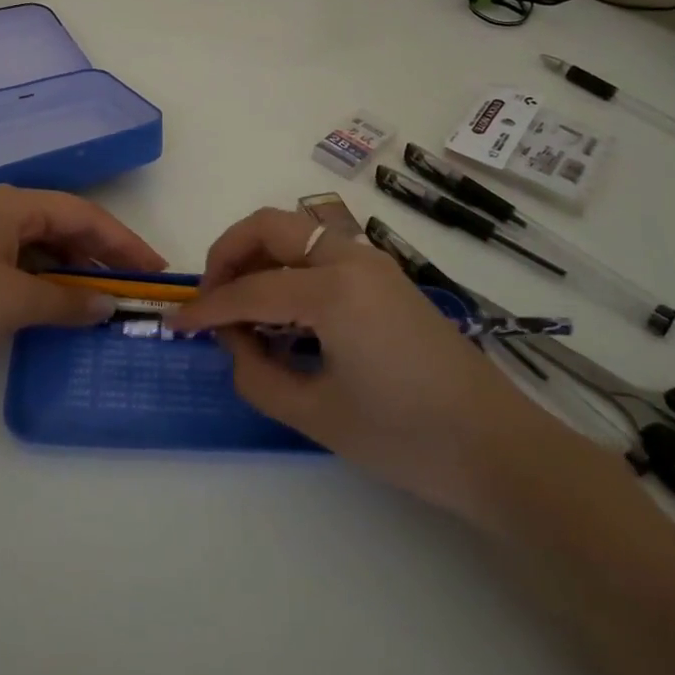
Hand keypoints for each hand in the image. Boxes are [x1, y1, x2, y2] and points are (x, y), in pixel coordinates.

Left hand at [0, 185, 165, 372]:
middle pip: (67, 226)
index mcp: (16, 205)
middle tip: (137, 286)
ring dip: (76, 270)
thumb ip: (67, 302)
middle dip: (104, 255)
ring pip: (45, 246)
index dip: (125, 242)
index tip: (157, 270)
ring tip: (106, 298)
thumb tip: (108, 305)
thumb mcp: (12, 302)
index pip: (85, 216)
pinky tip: (60, 303)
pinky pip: (23, 263)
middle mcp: (2, 211)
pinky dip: (48, 281)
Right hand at [173, 208, 560, 519]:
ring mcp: (373, 262)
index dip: (207, 308)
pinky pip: (322, 252)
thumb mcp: (319, 416)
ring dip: (260, 254)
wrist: (499, 449)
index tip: (176, 324)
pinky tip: (283, 310)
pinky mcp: (386, 277)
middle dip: (229, 252)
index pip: (250, 290)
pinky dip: (289, 266)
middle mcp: (351, 259)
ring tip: (241, 303)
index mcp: (333, 291)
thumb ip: (258, 376)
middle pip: (271, 225)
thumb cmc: (407, 439)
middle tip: (210, 295)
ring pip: (298, 231)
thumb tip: (233, 343)